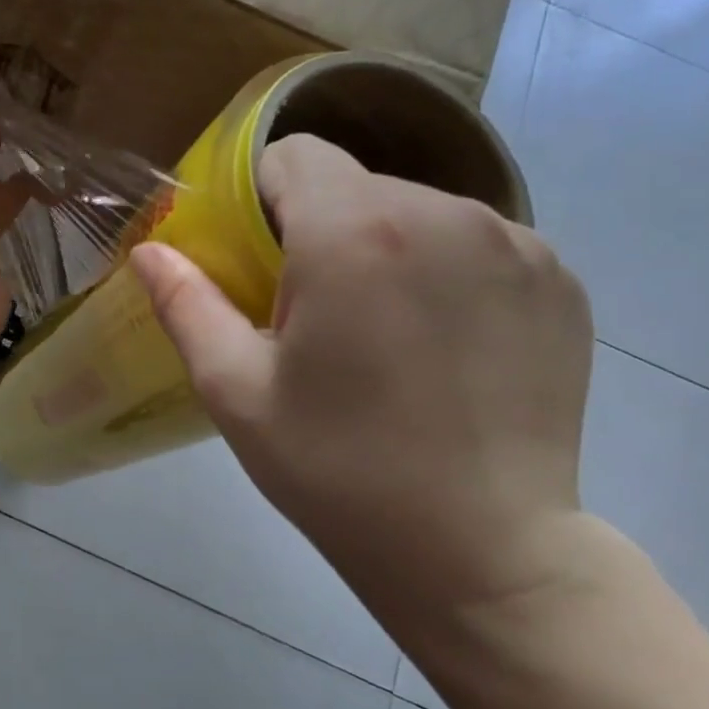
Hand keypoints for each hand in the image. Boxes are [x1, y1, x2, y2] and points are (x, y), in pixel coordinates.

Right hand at [130, 135, 595, 635]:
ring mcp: (516, 243)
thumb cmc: (338, 471)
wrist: (485, 553)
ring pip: (416, 209)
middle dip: (320, 229)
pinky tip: (443, 343)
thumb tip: (147, 250)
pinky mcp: (561, 280)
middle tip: (313, 315)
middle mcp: (444, 213)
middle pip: (354, 184)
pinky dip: (446, 270)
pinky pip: (477, 242)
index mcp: (354, 232)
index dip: (261, 196)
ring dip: (384, 247)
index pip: (293, 154)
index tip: (258, 257)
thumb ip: (185, 304)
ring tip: (382, 333)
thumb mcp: (235, 390)